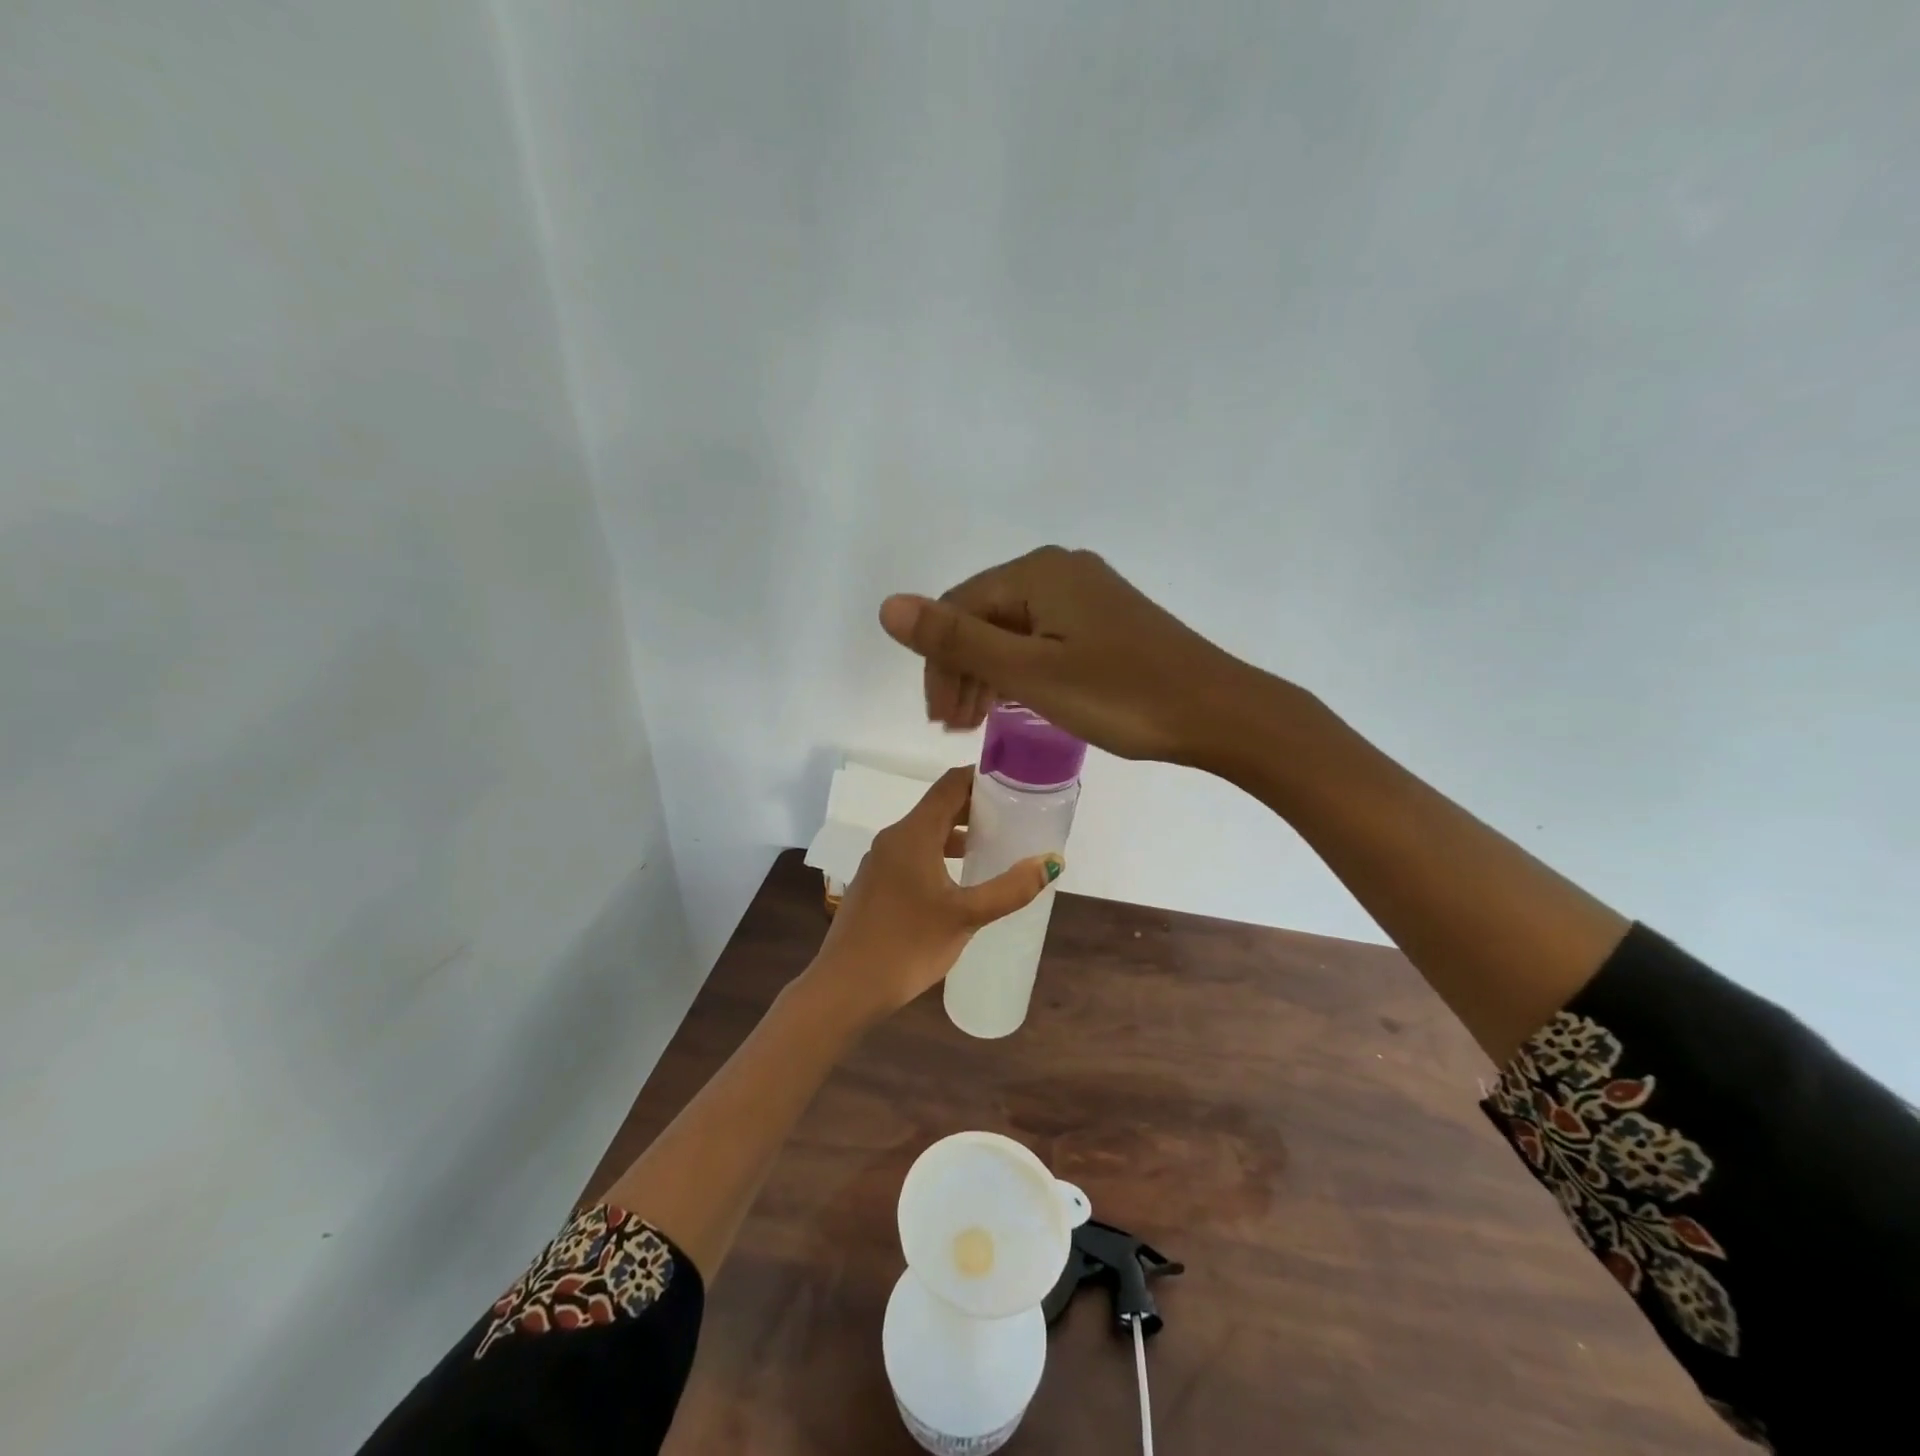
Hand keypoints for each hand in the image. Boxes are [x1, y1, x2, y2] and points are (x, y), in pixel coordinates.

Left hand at [804, 767, 1063, 1025]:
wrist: (845, 988)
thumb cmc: (907, 945)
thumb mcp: (966, 917)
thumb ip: (1010, 888)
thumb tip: (1052, 861)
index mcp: (913, 834)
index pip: (950, 785)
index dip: (982, 778)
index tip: (1015, 783)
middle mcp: (893, 838)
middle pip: (938, 807)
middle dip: (975, 808)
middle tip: (1014, 816)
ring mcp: (879, 862)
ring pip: (925, 833)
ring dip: (957, 834)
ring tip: (993, 847)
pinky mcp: (874, 884)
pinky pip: (912, 855)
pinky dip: (939, 854)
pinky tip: (959, 881)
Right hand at [878, 546, 1252, 764]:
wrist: (1219, 712)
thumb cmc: (1121, 695)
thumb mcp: (1030, 673)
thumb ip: (958, 640)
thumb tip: (887, 606)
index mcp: (1037, 572)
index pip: (959, 609)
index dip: (939, 664)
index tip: (939, 720)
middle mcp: (1060, 569)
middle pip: (985, 616)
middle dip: (962, 670)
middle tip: (955, 726)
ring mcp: (1087, 593)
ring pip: (1014, 629)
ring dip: (989, 673)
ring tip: (979, 721)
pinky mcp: (1107, 619)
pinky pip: (1044, 638)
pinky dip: (1022, 670)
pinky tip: (1017, 700)